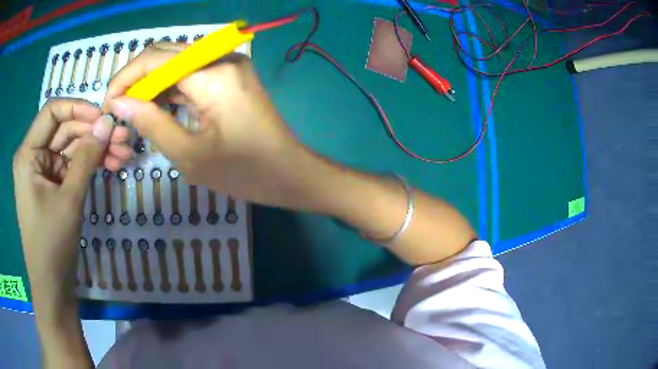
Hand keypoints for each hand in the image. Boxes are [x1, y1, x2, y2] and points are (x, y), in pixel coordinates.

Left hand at [13, 99, 126, 309]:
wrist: (53, 285)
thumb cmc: (52, 244)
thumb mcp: (69, 199)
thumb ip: (87, 157)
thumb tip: (108, 122)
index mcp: (28, 154)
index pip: (52, 112)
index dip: (78, 108)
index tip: (104, 117)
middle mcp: (34, 156)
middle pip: (65, 130)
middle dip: (93, 132)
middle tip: (123, 137)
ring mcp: (43, 171)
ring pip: (72, 147)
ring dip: (96, 149)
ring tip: (124, 154)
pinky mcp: (52, 185)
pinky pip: (72, 165)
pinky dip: (90, 165)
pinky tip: (111, 165)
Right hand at [106, 43, 474, 265]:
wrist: (292, 174)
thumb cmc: (245, 173)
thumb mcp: (188, 154)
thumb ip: (150, 122)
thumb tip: (119, 103)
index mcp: (211, 73)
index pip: (154, 59)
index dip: (125, 78)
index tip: (107, 104)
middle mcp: (221, 57)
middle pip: (165, 55)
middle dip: (136, 80)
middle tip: (119, 112)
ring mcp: (229, 63)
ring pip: (177, 64)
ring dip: (152, 85)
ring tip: (134, 115)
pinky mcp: (232, 74)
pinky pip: (192, 74)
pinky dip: (171, 89)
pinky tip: (158, 110)